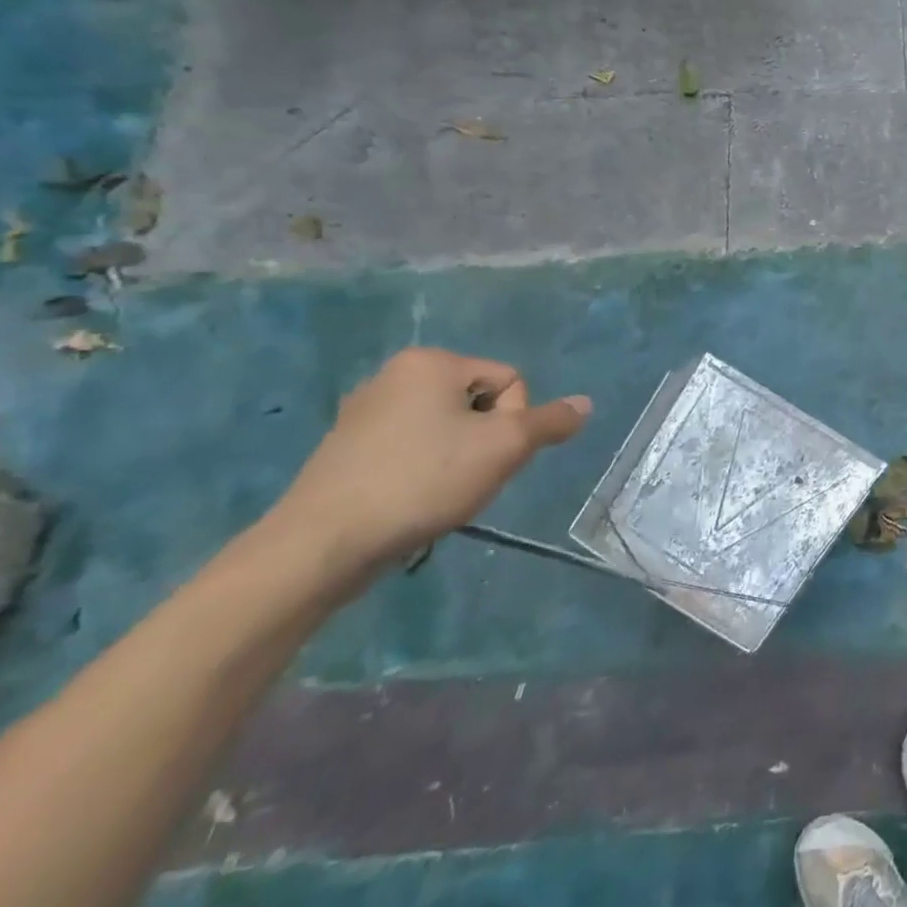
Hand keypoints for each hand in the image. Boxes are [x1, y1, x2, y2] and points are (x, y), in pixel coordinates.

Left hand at [268, 348, 590, 574]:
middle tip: (468, 476)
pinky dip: (422, 471)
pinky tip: (411, 501)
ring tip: (439, 493)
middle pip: (478, 403)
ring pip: (446, 429)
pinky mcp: (345, 450)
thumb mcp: (504, 447)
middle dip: (485, 440)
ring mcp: (363, 413)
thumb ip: (550, 422)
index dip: (514, 421)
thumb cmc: (423, 480)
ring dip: (458, 458)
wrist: (321, 544)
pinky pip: (410, 449)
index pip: (510, 381)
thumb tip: (585, 404)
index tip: (489, 455)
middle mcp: (394, 375)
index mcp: (431, 362)